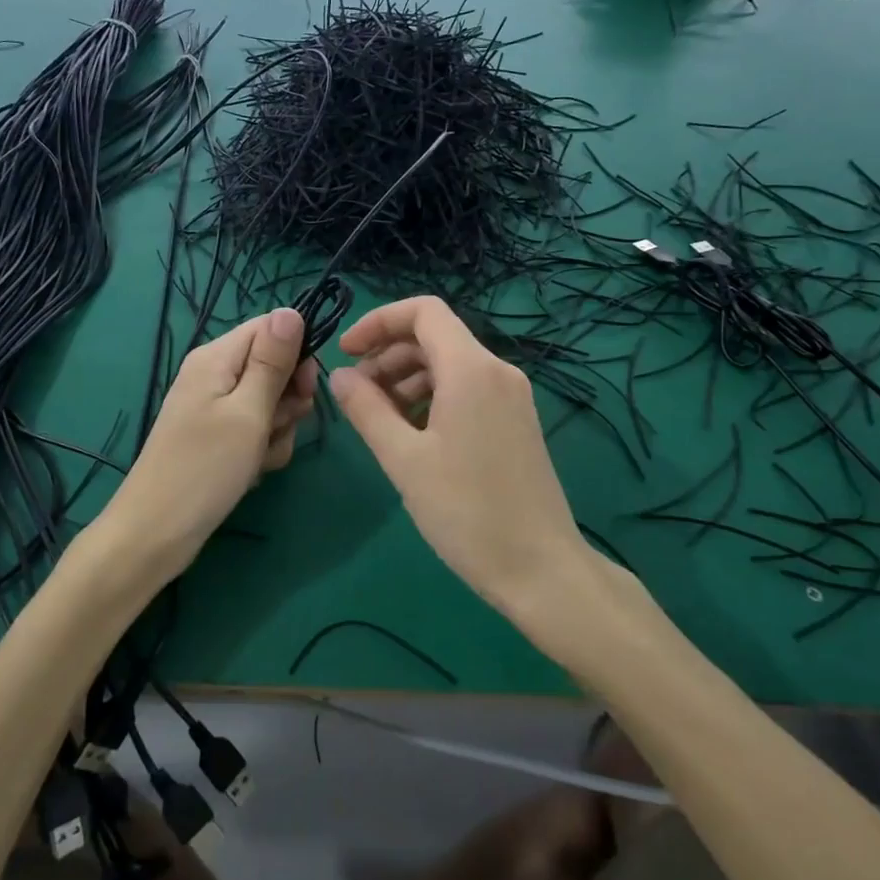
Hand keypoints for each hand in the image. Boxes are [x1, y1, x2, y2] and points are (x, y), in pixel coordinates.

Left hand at [98, 307, 316, 585]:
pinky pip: (256, 430)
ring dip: (277, 430)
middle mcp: (214, 375)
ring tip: (259, 456)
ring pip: (270, 403)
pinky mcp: (218, 438)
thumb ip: (272, 361)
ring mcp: (215, 408)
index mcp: (216, 357)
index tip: (307, 388)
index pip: (270, 328)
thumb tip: (292, 310)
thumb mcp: (248, 411)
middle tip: (278, 425)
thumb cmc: (205, 468)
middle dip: (287, 399)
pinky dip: (263, 449)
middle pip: (274, 366)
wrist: (156, 533)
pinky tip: (252, 471)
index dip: (297, 353)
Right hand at [330, 296, 589, 611]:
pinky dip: (432, 397)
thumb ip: (366, 409)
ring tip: (379, 419)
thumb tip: (339, 376)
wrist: (540, 569)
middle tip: (356, 395)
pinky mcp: (516, 422)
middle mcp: (497, 371)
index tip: (346, 352)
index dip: (378, 322)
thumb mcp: (404, 459)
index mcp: (471, 369)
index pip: (423, 311)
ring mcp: (511, 397)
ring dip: (407, 379)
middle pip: (434, 337)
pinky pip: (467, 390)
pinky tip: (412, 434)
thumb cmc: (466, 511)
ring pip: (449, 365)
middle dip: (388, 355)